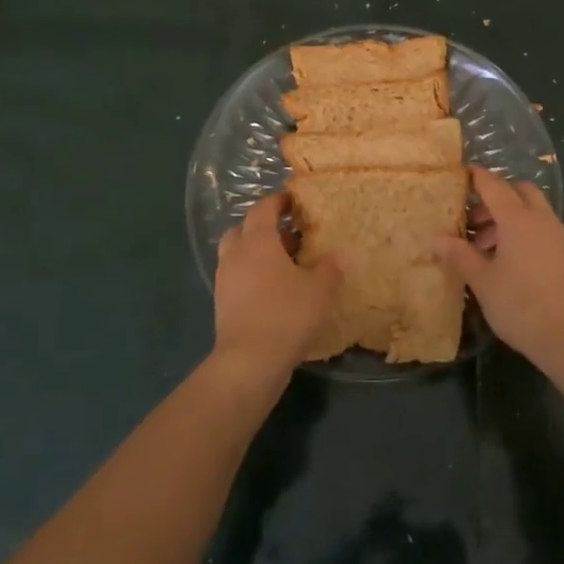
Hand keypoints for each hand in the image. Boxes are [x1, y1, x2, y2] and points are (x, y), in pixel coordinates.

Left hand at [213, 193, 341, 382]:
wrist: (249, 362)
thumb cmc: (286, 315)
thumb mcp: (319, 290)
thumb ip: (330, 268)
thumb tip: (340, 253)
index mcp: (257, 241)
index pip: (263, 209)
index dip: (278, 202)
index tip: (294, 201)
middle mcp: (236, 256)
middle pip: (243, 230)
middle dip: (263, 228)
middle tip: (288, 234)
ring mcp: (225, 282)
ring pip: (238, 256)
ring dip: (257, 254)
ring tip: (285, 264)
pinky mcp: (223, 306)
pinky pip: (237, 279)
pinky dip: (253, 277)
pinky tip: (275, 291)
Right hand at [433, 167, 563, 378]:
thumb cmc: (522, 306)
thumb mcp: (483, 282)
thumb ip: (459, 255)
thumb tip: (435, 238)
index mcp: (518, 219)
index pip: (493, 185)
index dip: (476, 177)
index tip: (459, 175)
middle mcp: (540, 219)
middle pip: (518, 191)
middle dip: (495, 198)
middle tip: (473, 221)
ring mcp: (557, 236)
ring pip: (530, 210)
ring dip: (507, 218)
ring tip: (484, 248)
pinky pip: (540, 228)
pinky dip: (522, 232)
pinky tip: (507, 262)